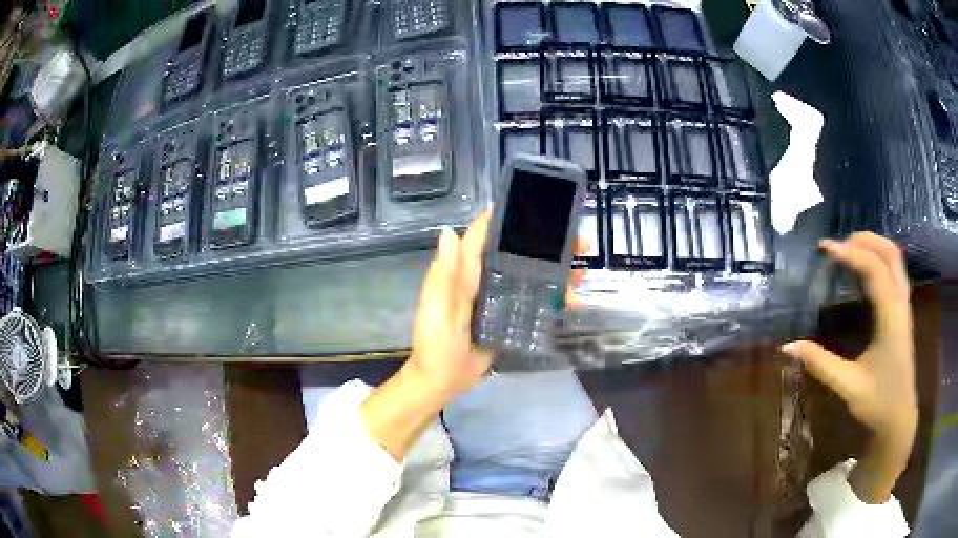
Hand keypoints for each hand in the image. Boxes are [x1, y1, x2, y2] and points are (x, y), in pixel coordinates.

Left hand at [364, 212, 586, 459]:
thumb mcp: (436, 309)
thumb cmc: (435, 344)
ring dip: (555, 269)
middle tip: (577, 240)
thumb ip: (443, 274)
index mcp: (463, 273)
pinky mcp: (508, 318)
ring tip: (581, 268)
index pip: (482, 236)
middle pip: (515, 253)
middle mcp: (483, 280)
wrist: (442, 382)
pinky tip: (573, 298)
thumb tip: (447, 232)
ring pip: (529, 275)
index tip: (534, 203)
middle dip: (544, 243)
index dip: (503, 217)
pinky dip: (553, 297)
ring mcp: (498, 299)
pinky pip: (532, 301)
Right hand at [782, 232, 916, 502]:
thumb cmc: (877, 403)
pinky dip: (880, 259)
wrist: (899, 418)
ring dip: (874, 245)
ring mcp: (904, 306)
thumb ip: (820, 363)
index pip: (874, 270)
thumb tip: (787, 346)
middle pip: (890, 254)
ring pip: (895, 259)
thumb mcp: (848, 386)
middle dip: (865, 240)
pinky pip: (895, 271)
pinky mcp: (903, 312)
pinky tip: (866, 268)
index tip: (825, 248)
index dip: (851, 254)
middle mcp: (901, 304)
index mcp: (891, 318)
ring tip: (850, 248)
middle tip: (838, 244)